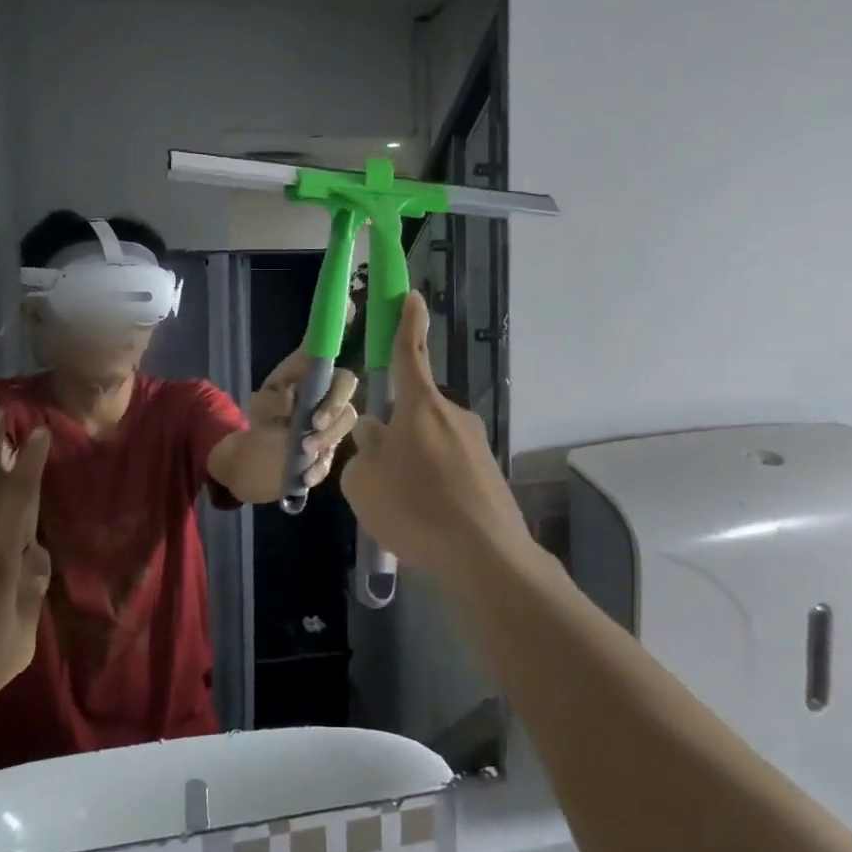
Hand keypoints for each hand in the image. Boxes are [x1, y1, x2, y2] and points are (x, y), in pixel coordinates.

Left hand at [249, 350, 359, 490]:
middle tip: (315, 424)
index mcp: (310, 371)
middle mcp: (329, 388)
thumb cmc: (265, 410)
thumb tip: (291, 398)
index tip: (323, 377)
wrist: (262, 443)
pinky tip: (306, 475)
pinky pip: (336, 452)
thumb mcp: (260, 403)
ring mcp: (335, 415)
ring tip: (306, 450)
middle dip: (334, 407)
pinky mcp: (333, 441)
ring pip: (347, 419)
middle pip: (347, 386)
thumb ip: (272, 399)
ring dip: (329, 436)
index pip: (327, 355)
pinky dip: (321, 466)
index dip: (332, 355)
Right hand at [340, 293, 536, 583]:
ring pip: (429, 441)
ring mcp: (475, 443)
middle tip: (379, 473)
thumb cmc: (414, 508)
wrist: (484, 555)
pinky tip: (427, 518)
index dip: (407, 322)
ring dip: (412, 462)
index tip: (412, 295)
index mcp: (419, 406)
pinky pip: (449, 467)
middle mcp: (451, 414)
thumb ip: (362, 453)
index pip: (409, 352)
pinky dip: (433, 483)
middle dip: (394, 432)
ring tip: (402, 506)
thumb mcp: (363, 483)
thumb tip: (375, 437)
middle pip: (413, 410)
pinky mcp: (488, 472)